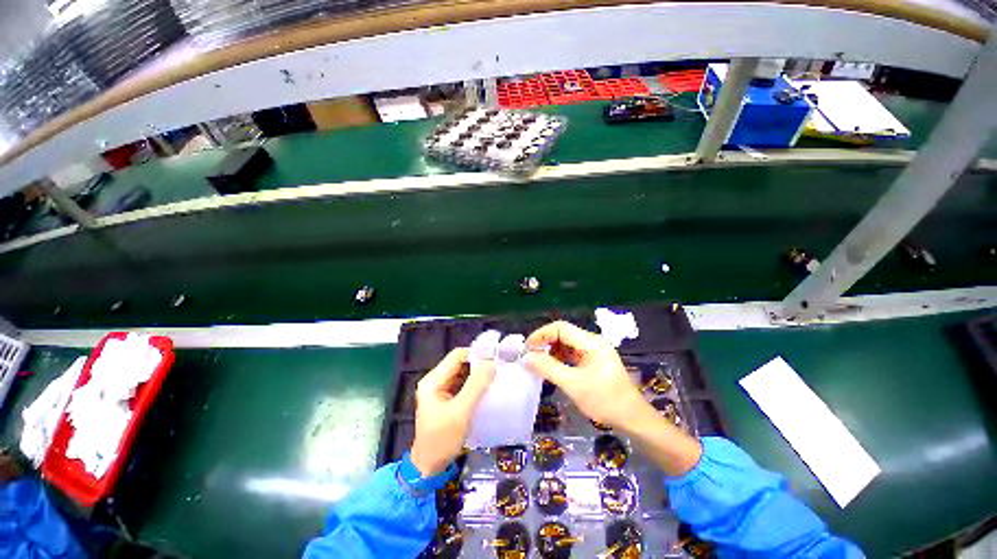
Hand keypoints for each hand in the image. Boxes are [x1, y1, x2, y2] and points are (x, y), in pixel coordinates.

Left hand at [410, 348, 495, 475]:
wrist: (429, 467)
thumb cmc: (442, 439)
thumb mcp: (461, 412)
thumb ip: (476, 386)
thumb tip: (491, 364)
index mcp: (433, 380)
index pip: (456, 356)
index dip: (475, 354)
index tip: (495, 358)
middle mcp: (435, 381)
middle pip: (459, 363)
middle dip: (478, 365)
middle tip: (498, 368)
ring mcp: (440, 390)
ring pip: (462, 374)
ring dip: (478, 375)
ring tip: (496, 376)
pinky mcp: (447, 399)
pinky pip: (463, 385)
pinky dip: (475, 385)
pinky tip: (487, 389)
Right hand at [524, 321, 701, 475]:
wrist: (633, 419)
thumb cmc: (604, 400)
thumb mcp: (573, 384)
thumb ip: (548, 368)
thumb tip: (527, 357)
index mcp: (591, 342)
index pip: (560, 328)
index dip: (541, 334)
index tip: (528, 348)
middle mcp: (593, 342)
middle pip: (563, 334)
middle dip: (545, 343)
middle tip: (531, 357)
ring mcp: (595, 351)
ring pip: (567, 344)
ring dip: (552, 351)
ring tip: (539, 364)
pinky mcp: (595, 361)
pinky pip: (573, 354)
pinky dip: (560, 358)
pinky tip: (553, 369)